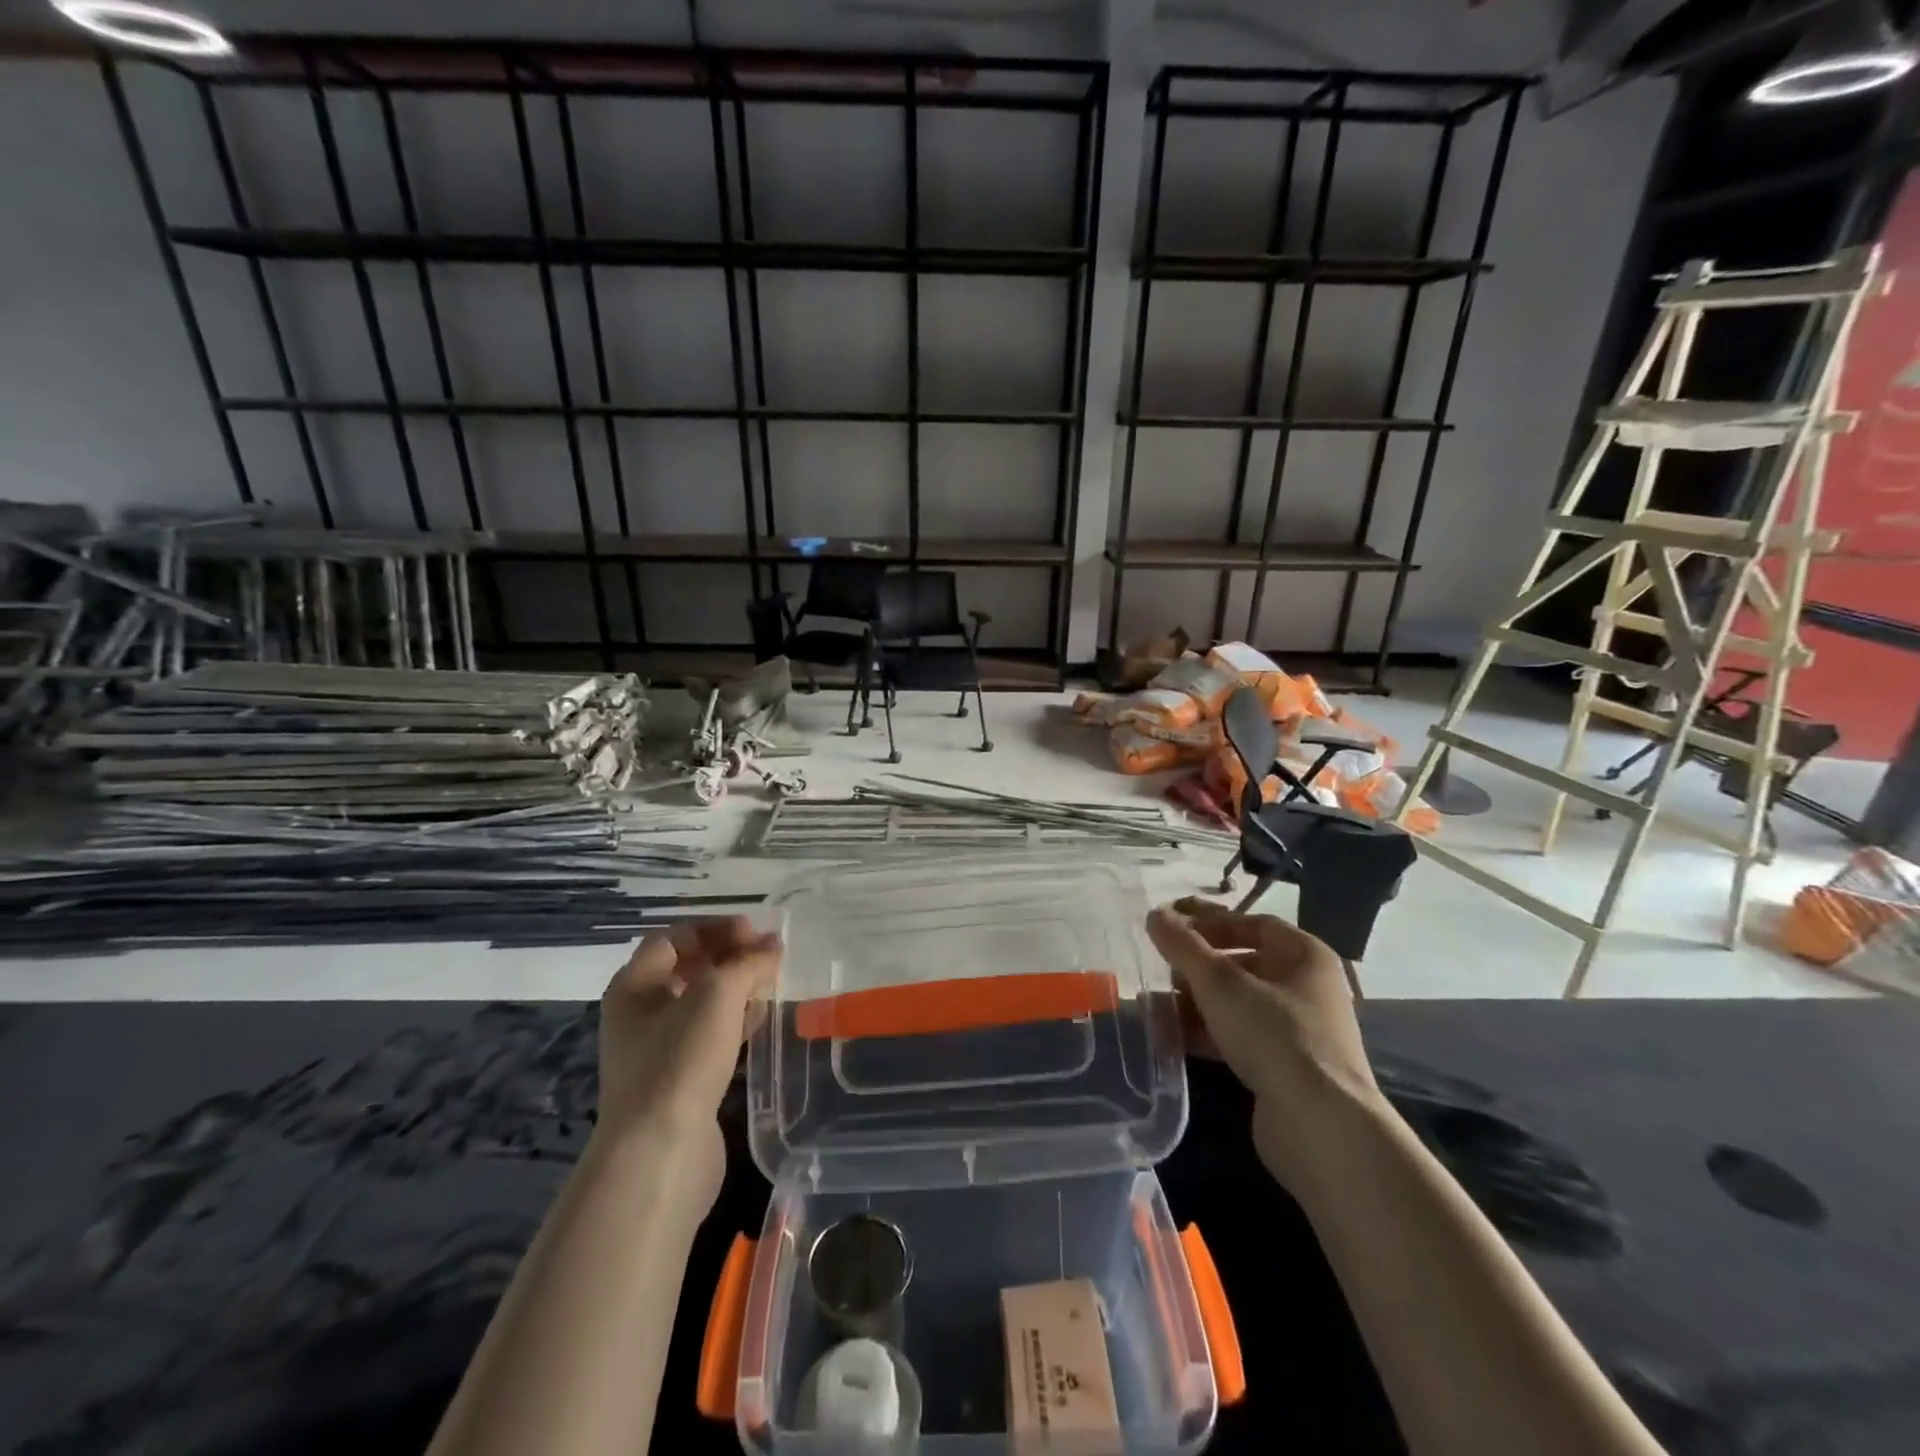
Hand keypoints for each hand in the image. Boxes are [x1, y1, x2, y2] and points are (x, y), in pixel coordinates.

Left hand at [594, 918, 780, 1174]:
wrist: (659, 1152)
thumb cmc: (681, 1059)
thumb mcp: (718, 995)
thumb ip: (748, 962)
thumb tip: (773, 945)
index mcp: (635, 985)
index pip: (674, 938)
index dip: (714, 928)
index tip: (754, 932)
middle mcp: (639, 1014)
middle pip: (686, 969)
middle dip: (728, 957)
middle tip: (767, 956)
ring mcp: (656, 1050)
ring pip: (700, 1004)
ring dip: (735, 989)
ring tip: (770, 984)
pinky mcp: (677, 1081)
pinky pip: (708, 1036)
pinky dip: (734, 1021)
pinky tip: (760, 1020)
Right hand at [1146, 897, 1382, 1186]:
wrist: (1320, 1127)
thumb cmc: (1274, 1035)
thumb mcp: (1220, 982)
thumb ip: (1184, 945)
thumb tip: (1155, 915)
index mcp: (1305, 956)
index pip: (1252, 923)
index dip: (1209, 920)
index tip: (1169, 922)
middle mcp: (1307, 988)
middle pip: (1243, 962)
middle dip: (1198, 963)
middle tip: (1161, 965)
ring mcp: (1298, 1031)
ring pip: (1238, 1002)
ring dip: (1197, 1000)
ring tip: (1157, 1004)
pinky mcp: (1284, 1068)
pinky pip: (1239, 1036)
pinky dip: (1207, 1031)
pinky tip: (1173, 1036)